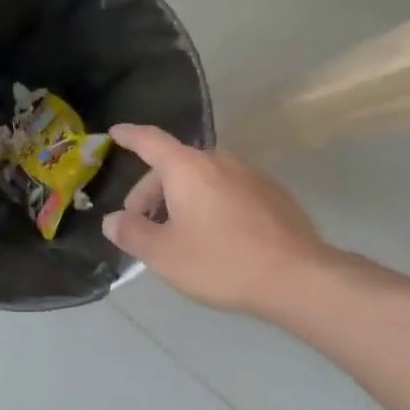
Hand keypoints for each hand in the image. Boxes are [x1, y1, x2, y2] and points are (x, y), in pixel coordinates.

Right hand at [102, 124, 328, 317]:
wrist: (297, 277)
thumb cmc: (221, 262)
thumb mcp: (164, 255)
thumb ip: (132, 233)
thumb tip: (112, 220)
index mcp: (188, 168)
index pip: (150, 141)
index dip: (130, 136)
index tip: (115, 132)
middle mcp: (220, 161)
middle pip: (176, 165)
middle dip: (152, 190)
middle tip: (140, 222)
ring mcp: (251, 176)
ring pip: (203, 179)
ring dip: (182, 198)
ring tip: (177, 232)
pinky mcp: (274, 195)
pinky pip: (229, 190)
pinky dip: (211, 204)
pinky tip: (215, 237)